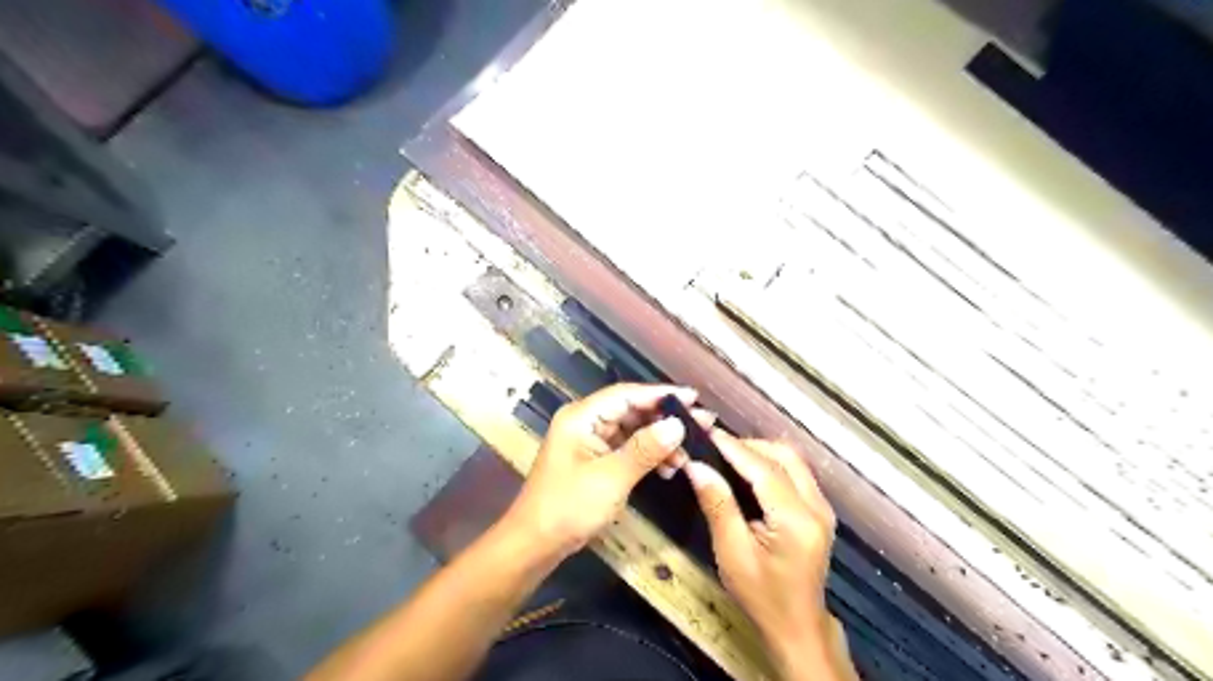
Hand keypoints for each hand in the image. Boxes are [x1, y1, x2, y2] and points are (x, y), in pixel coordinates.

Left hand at [500, 385, 713, 559]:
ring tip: (688, 454)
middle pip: (631, 410)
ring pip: (632, 430)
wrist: (535, 544)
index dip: (661, 395)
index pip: (627, 395)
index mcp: (581, 417)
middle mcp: (585, 422)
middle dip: (665, 419)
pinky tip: (669, 467)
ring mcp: (589, 441)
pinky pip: (627, 448)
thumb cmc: (568, 507)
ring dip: (659, 440)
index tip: (694, 398)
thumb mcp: (611, 478)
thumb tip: (678, 425)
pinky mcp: (594, 460)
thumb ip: (645, 449)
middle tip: (702, 425)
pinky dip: (648, 455)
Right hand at [686, 433, 839, 672]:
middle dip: (748, 446)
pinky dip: (771, 464)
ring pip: (792, 460)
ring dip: (760, 452)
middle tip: (714, 448)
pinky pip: (796, 472)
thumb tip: (697, 466)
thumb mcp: (732, 552)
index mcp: (796, 520)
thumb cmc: (761, 595)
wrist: (797, 626)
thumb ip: (718, 504)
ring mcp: (822, 507)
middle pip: (784, 456)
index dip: (733, 447)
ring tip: (727, 457)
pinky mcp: (820, 509)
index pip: (763, 469)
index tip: (706, 432)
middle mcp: (816, 506)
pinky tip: (747, 472)